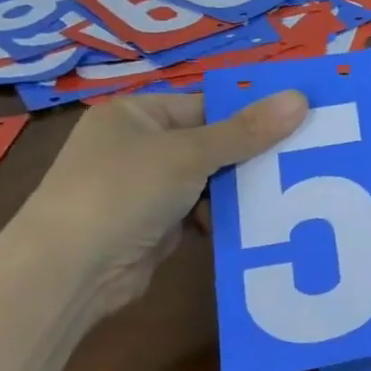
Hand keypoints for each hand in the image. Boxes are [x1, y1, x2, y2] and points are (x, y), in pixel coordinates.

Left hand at [8, 89, 307, 315]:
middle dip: (250, 156)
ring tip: (287, 192)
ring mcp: (144, 189)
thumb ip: (246, 131)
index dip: (249, 114)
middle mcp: (138, 147)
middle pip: (211, 144)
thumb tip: (301, 98)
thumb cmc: (123, 191)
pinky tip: (257, 223)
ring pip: (209, 181)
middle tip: (302, 160)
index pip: (206, 106)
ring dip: (240, 191)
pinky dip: (224, 218)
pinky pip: (201, 213)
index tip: (298, 123)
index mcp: (136, 114)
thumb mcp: (190, 154)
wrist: (68, 273)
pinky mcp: (153, 227)